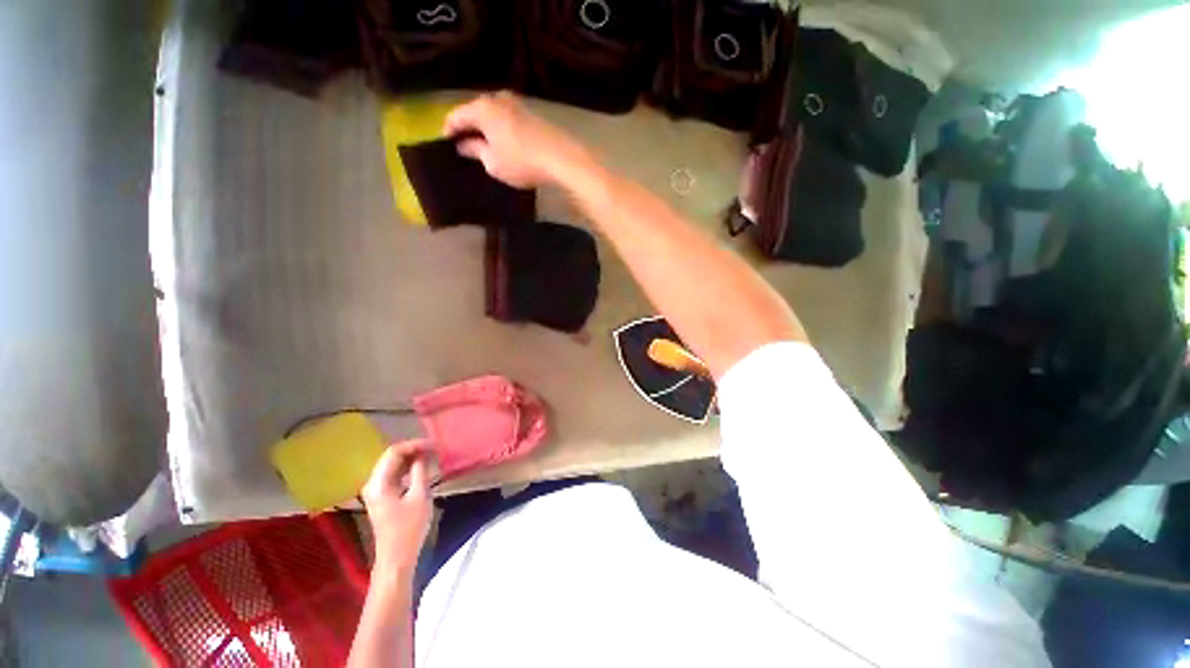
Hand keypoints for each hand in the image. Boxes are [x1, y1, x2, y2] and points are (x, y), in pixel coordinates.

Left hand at [361, 440, 434, 573]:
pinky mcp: (382, 497)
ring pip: (392, 465)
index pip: (394, 452)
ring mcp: (376, 491)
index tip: (433, 444)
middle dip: (413, 449)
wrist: (397, 557)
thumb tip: (423, 455)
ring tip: (431, 455)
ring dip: (411, 458)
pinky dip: (408, 468)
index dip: (414, 444)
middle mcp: (373, 483)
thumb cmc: (409, 528)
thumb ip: (420, 472)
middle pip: (391, 457)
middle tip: (434, 447)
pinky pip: (394, 475)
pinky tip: (422, 468)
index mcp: (379, 483)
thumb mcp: (419, 497)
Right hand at [444, 91, 588, 188]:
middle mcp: (498, 98)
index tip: (445, 144)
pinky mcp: (533, 113)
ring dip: (487, 128)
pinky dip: (502, 129)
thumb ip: (476, 151)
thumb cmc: (522, 162)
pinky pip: (509, 119)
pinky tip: (505, 142)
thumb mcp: (493, 163)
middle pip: (475, 111)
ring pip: (494, 114)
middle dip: (469, 127)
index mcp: (482, 108)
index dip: (448, 131)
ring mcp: (518, 103)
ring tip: (485, 145)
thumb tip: (465, 145)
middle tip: (464, 145)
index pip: (456, 116)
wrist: (562, 158)